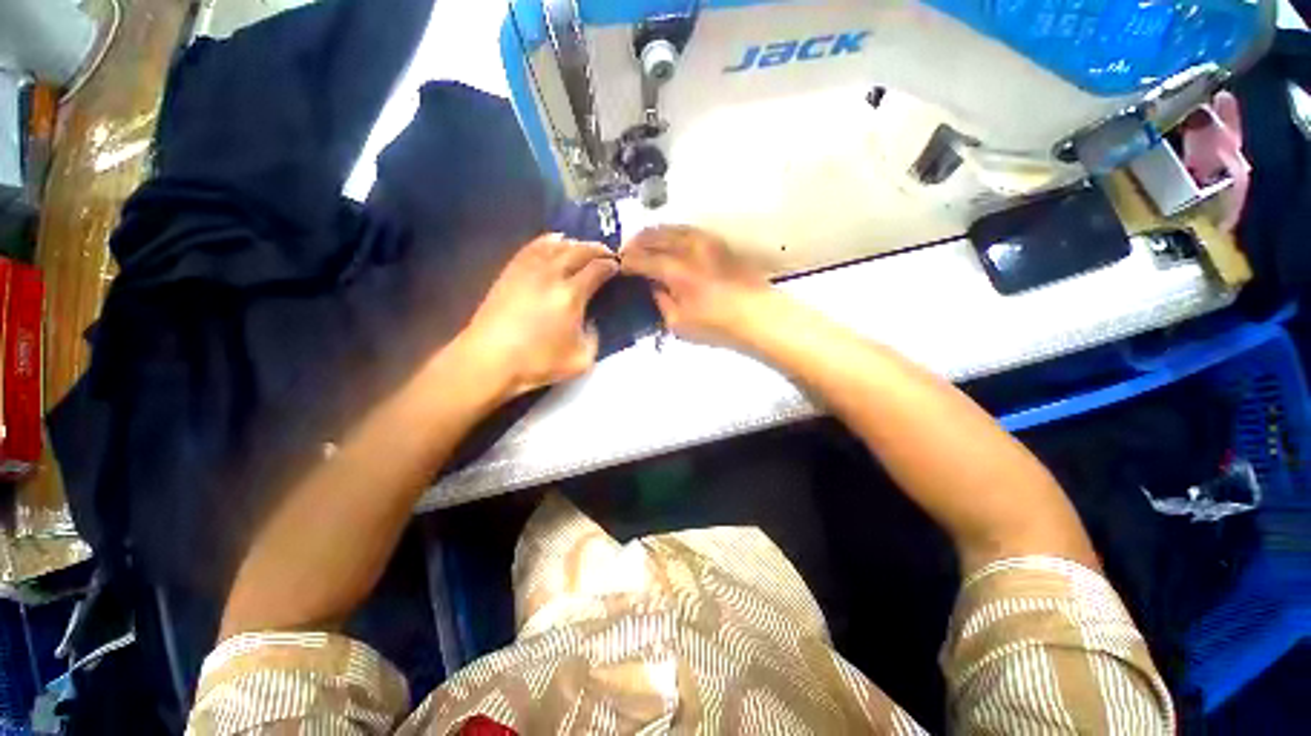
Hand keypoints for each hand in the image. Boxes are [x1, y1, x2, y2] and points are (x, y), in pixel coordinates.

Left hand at [458, 233, 617, 396]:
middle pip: (580, 250)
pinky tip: (555, 241)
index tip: (618, 267)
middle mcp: (552, 274)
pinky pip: (534, 246)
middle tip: (608, 254)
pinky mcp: (511, 270)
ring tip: (585, 249)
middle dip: (598, 249)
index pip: (598, 268)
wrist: (489, 360)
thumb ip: (594, 337)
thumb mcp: (581, 360)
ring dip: (576, 243)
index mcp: (571, 295)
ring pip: (557, 244)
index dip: (611, 265)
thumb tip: (591, 320)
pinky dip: (549, 241)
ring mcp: (528, 269)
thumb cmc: (536, 362)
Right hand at [620, 226, 772, 346]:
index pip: (641, 258)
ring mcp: (705, 241)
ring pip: (670, 227)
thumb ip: (660, 301)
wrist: (760, 317)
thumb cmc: (718, 326)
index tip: (619, 266)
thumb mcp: (678, 324)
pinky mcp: (718, 241)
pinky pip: (687, 229)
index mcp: (675, 270)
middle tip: (627, 254)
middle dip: (635, 243)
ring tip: (645, 245)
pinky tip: (670, 243)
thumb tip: (653, 286)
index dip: (626, 261)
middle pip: (652, 235)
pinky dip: (672, 233)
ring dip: (652, 234)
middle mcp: (688, 248)